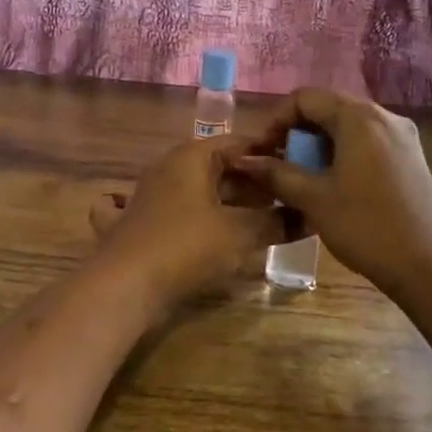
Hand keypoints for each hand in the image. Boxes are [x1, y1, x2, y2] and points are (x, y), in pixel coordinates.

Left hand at [87, 135, 292, 313]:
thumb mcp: (240, 234)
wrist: (124, 287)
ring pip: (190, 190)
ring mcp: (143, 196)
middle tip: (282, 202)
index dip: (268, 156)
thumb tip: (307, 216)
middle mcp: (166, 168)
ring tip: (252, 220)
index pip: (238, 144)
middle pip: (215, 168)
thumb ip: (276, 222)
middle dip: (249, 184)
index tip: (294, 172)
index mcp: (191, 157)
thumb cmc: (186, 247)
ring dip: (220, 202)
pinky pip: (155, 211)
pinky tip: (178, 224)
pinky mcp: (128, 225)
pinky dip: (171, 214)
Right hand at [235, 88, 431, 290]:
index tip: (261, 151)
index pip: (306, 98)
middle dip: (297, 131)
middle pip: (328, 108)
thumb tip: (243, 160)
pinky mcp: (410, 157)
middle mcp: (383, 116)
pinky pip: (367, 141)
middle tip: (277, 163)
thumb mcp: (314, 198)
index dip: (276, 119)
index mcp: (359, 117)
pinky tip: (332, 183)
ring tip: (300, 176)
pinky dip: (343, 152)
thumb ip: (276, 173)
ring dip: (319, 144)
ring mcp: (401, 136)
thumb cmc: (365, 226)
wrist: (428, 265)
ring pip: (348, 126)